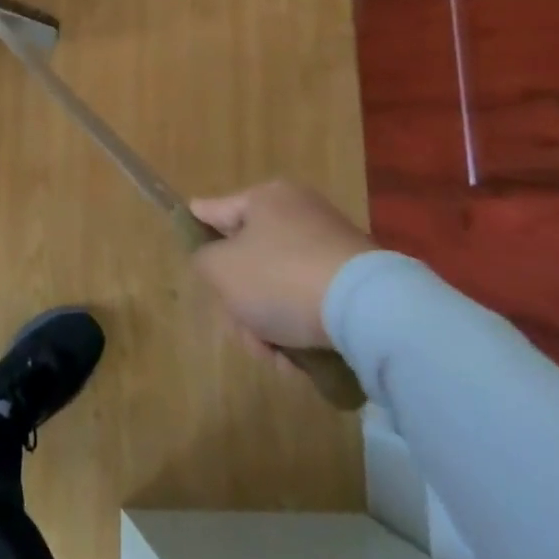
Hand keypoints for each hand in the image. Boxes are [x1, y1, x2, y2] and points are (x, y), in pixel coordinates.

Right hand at [189, 181, 375, 354]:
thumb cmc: (280, 277)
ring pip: (278, 287)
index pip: (215, 210)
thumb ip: (204, 260)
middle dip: (240, 302)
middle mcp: (300, 214)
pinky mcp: (356, 282)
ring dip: (269, 325)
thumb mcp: (221, 269)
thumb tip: (215, 261)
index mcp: (265, 198)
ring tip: (277, 358)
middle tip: (243, 332)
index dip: (197, 226)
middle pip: (249, 259)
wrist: (370, 311)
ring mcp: (332, 247)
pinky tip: (300, 360)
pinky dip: (301, 330)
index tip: (188, 238)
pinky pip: (311, 303)